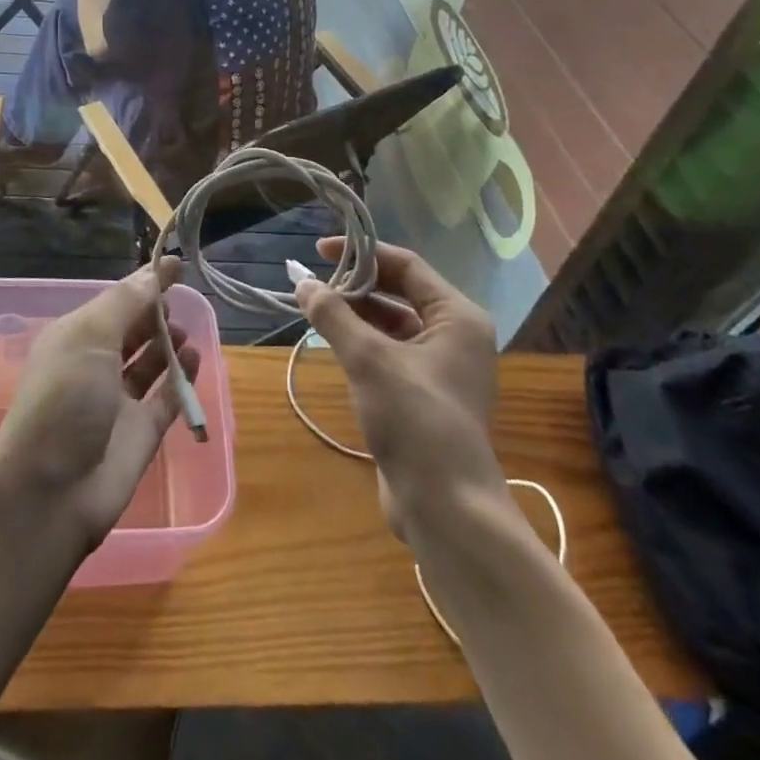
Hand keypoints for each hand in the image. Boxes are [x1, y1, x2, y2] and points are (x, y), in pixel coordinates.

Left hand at [0, 259, 200, 545]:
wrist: (51, 492)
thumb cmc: (65, 399)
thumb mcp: (89, 337)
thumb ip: (126, 304)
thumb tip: (153, 274)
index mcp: (75, 337)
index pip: (116, 300)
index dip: (144, 282)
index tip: (174, 264)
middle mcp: (95, 364)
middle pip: (132, 329)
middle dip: (155, 312)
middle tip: (180, 300)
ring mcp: (119, 400)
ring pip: (149, 362)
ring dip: (168, 343)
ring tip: (185, 332)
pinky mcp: (141, 432)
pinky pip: (166, 396)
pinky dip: (181, 377)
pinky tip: (193, 359)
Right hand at [296, 238, 508, 539]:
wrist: (446, 508)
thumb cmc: (416, 420)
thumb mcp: (369, 360)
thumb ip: (334, 316)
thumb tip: (302, 283)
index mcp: (457, 317)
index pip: (406, 266)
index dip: (362, 253)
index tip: (319, 251)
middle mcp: (455, 336)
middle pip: (400, 292)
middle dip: (356, 285)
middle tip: (313, 283)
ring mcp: (441, 367)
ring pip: (392, 324)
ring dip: (356, 314)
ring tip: (315, 309)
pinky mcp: (424, 394)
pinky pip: (390, 352)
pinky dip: (362, 343)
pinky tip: (332, 344)